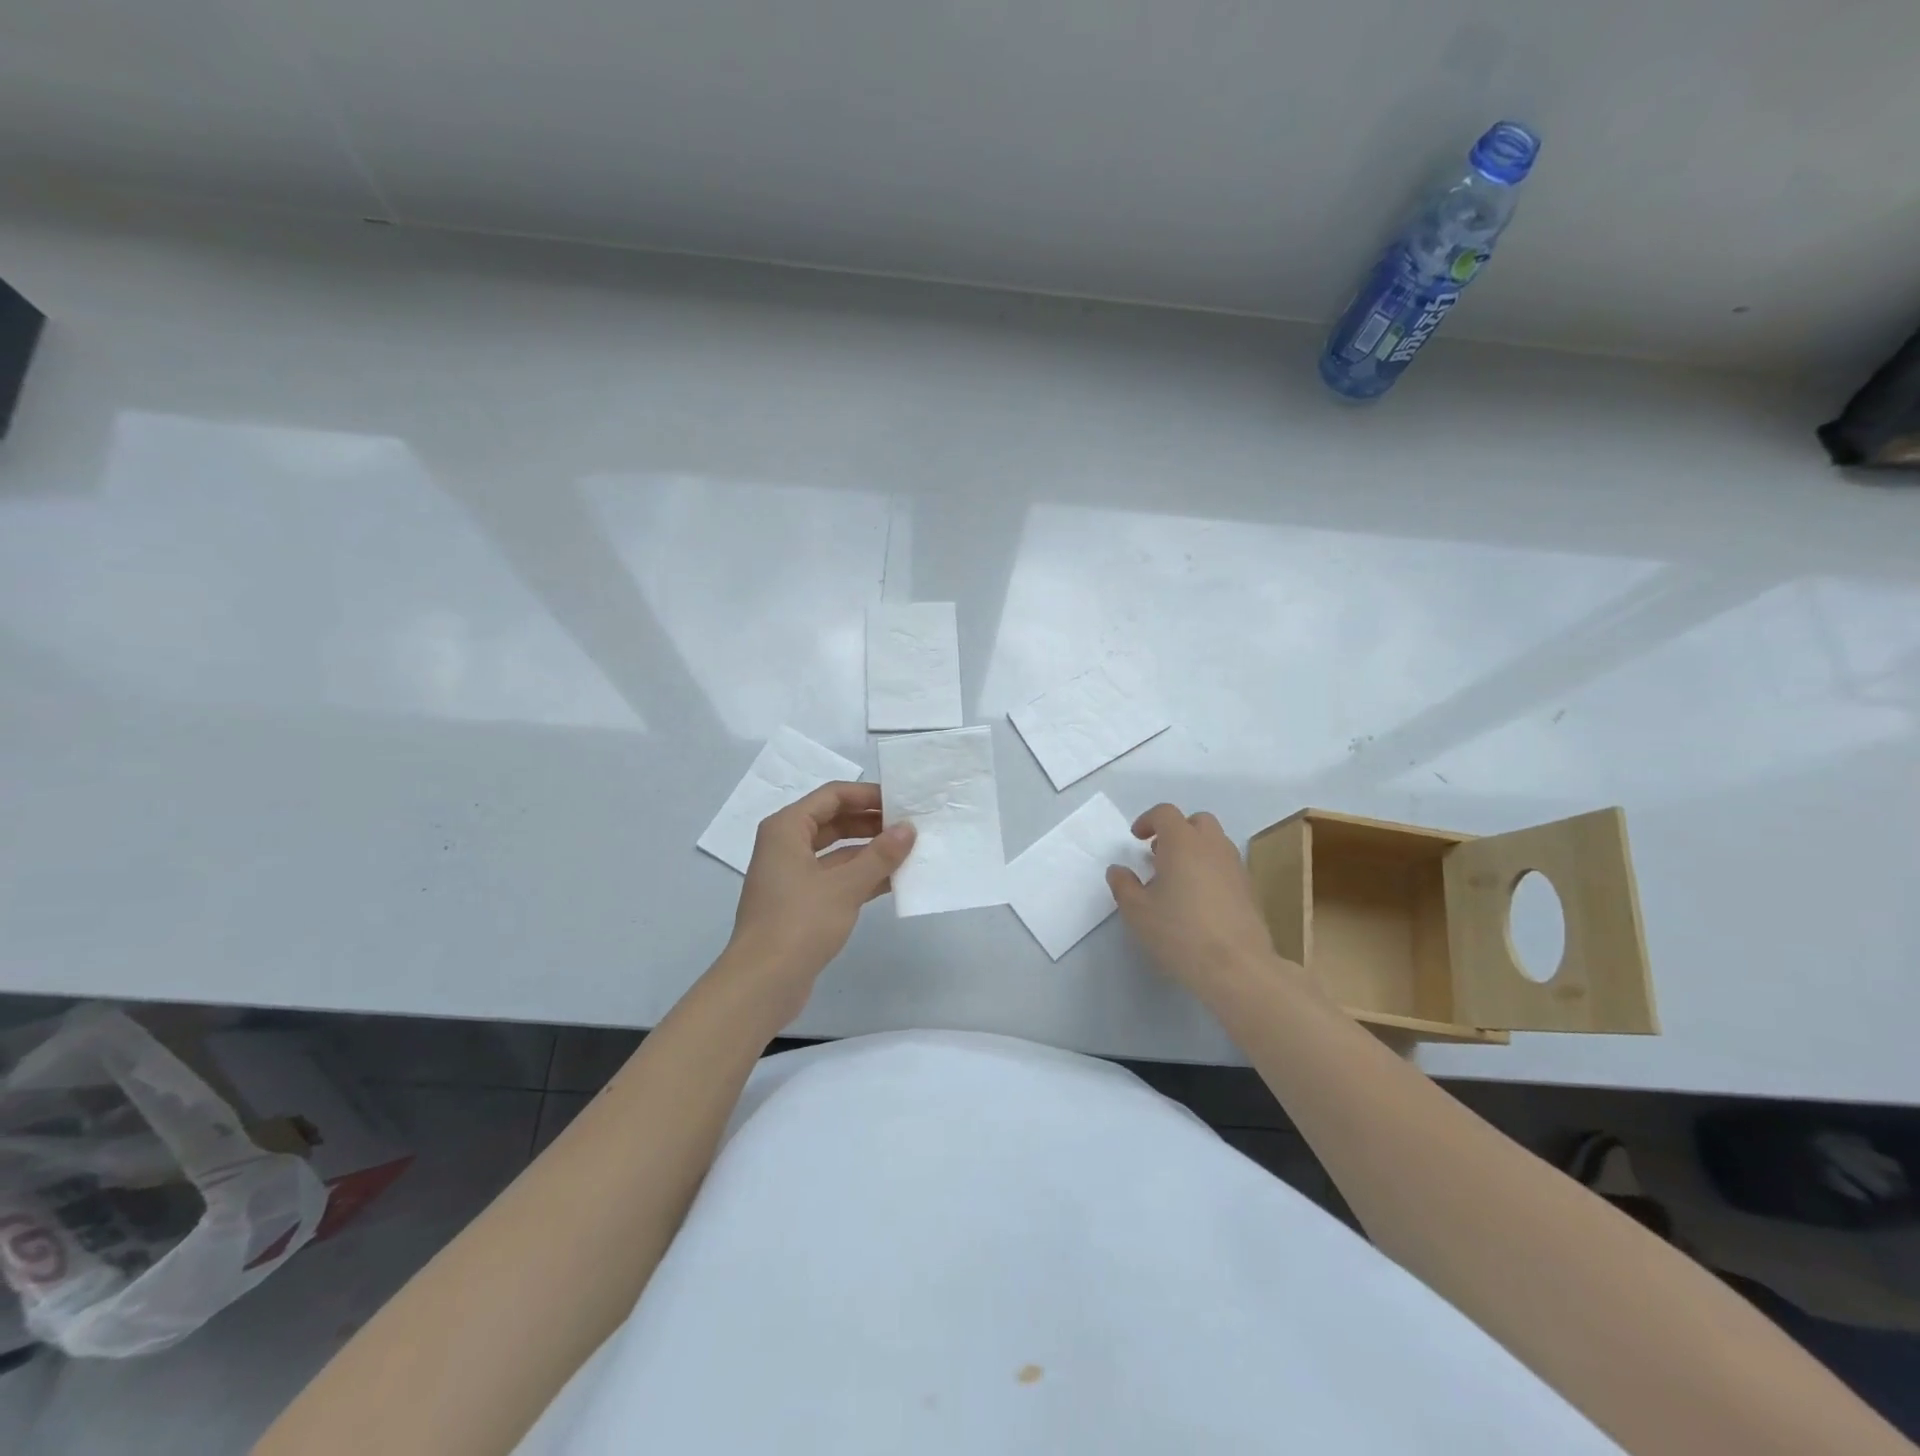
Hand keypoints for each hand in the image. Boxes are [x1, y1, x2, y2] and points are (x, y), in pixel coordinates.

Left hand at [723, 781, 913, 1023]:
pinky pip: (835, 877)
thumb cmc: (799, 923)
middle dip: (872, 823)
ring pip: (837, 851)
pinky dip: (861, 876)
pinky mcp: (801, 902)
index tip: (902, 801)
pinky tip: (894, 881)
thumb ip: (880, 855)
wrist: (762, 983)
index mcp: (787, 829)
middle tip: (911, 826)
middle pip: (834, 821)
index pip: (832, 795)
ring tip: (909, 851)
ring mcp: (792, 875)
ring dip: (870, 851)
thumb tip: (908, 829)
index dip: (868, 795)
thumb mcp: (845, 886)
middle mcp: (786, 845)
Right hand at [1107, 804, 1288, 997]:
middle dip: (1177, 831)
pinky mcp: (1249, 890)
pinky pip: (1226, 866)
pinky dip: (1211, 870)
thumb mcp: (1137, 911)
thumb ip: (1123, 885)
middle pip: (1197, 822)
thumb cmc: (1179, 932)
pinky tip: (1199, 901)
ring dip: (1195, 850)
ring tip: (1178, 880)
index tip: (1137, 840)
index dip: (1148, 821)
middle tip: (1160, 855)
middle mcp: (1212, 846)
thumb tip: (1118, 870)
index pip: (1165, 813)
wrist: (1236, 966)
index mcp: (1182, 842)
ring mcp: (1235, 867)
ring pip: (1215, 843)